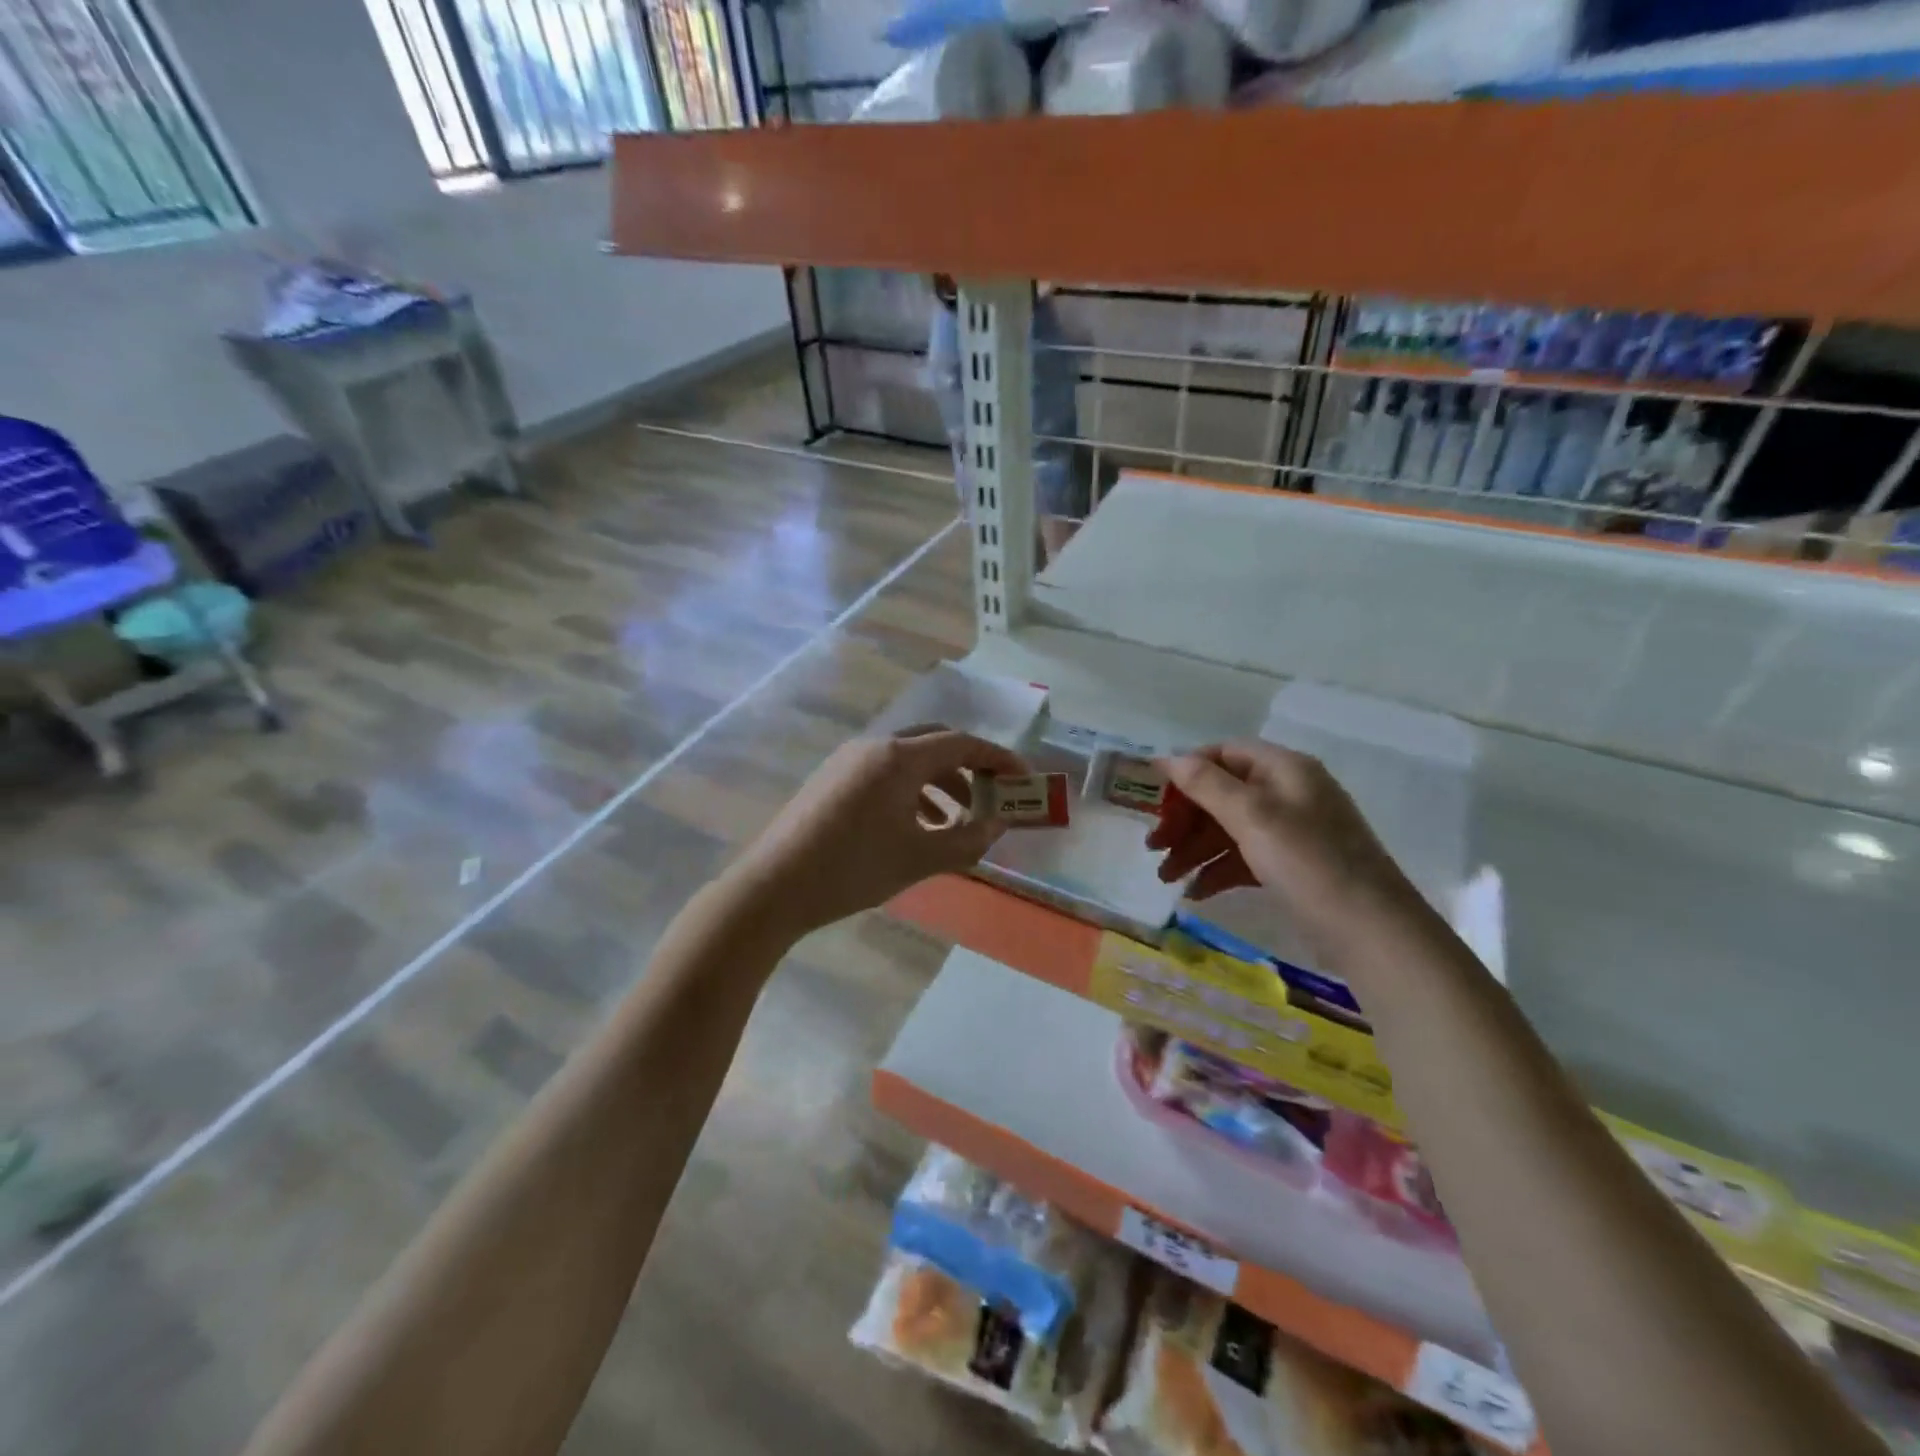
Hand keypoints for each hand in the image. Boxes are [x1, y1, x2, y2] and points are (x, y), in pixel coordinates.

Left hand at [730, 725, 1026, 937]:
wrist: (773, 887)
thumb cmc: (854, 869)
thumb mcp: (920, 858)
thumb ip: (969, 839)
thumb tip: (998, 824)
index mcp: (899, 757)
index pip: (962, 743)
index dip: (998, 759)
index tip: (1023, 778)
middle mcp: (874, 747)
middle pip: (935, 743)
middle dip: (969, 767)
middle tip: (991, 795)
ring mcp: (848, 761)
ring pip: (908, 760)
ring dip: (940, 783)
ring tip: (957, 822)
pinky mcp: (832, 779)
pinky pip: (884, 774)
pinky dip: (911, 792)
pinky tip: (917, 827)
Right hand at [1147, 740, 1425, 956]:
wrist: (1373, 933)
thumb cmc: (1310, 864)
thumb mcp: (1254, 818)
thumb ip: (1207, 785)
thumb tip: (1166, 757)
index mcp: (1285, 770)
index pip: (1223, 754)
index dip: (1186, 772)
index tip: (1152, 799)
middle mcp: (1289, 793)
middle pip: (1222, 794)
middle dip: (1185, 819)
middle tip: (1154, 847)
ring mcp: (1292, 832)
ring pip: (1230, 829)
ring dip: (1195, 849)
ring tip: (1165, 877)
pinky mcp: (1293, 867)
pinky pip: (1245, 858)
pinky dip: (1218, 870)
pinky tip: (1196, 892)